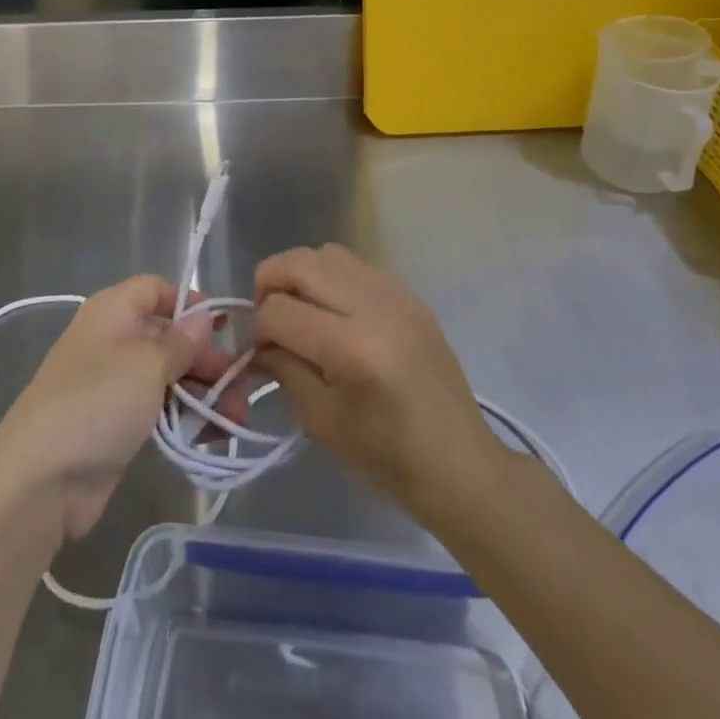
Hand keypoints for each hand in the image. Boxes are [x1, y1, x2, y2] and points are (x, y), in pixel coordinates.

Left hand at [0, 276, 247, 545]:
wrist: (39, 481)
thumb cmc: (97, 402)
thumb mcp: (147, 364)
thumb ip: (180, 342)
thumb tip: (203, 317)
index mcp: (113, 311)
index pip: (156, 289)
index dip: (190, 303)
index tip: (224, 328)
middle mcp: (112, 340)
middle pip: (168, 337)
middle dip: (207, 359)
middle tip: (245, 386)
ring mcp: (113, 385)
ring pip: (167, 377)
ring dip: (204, 393)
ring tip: (238, 419)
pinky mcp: (116, 425)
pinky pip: (158, 410)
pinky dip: (185, 418)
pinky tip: (214, 437)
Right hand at [254, 245, 505, 523]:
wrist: (462, 464)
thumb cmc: (389, 458)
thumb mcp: (323, 422)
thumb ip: (285, 370)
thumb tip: (258, 342)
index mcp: (353, 349)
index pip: (280, 311)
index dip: (258, 329)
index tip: (259, 351)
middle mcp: (374, 307)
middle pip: (299, 263)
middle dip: (269, 282)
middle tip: (267, 315)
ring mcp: (396, 294)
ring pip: (327, 253)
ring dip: (301, 274)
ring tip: (299, 308)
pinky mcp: (409, 294)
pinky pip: (356, 265)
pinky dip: (331, 278)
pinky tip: (333, 312)